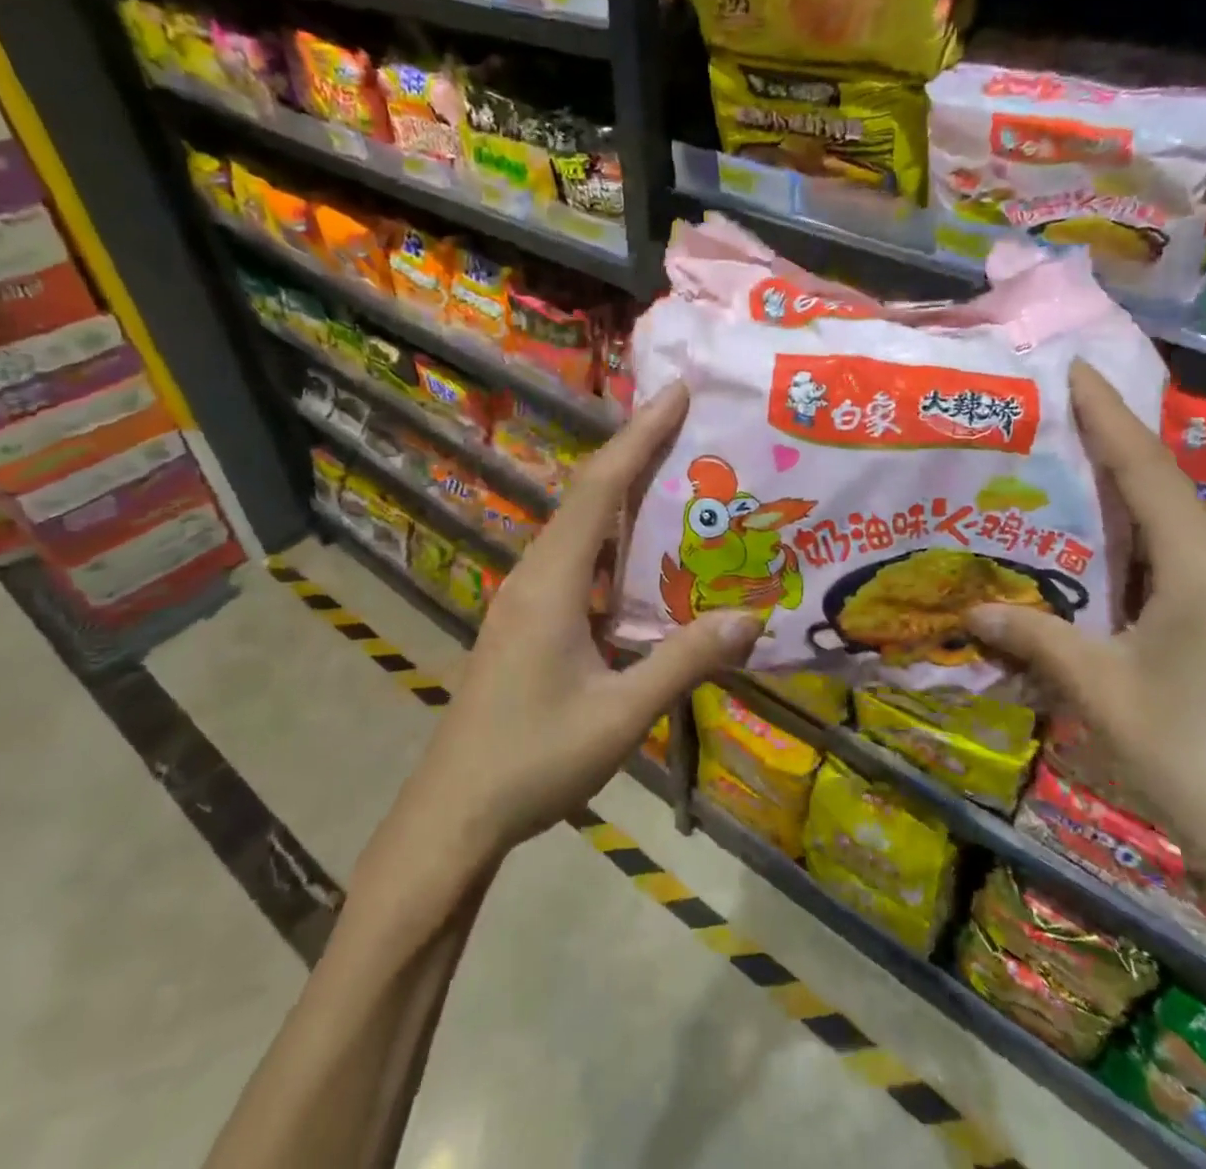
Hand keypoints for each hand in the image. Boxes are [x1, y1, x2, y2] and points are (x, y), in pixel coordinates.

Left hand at [361, 383, 762, 893]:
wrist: (454, 813)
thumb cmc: (534, 761)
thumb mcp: (620, 715)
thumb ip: (684, 662)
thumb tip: (751, 618)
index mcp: (553, 583)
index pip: (599, 489)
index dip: (639, 435)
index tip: (676, 392)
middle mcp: (535, 575)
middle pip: (589, 495)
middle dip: (637, 451)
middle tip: (689, 422)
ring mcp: (526, 598)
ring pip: (581, 527)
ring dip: (624, 494)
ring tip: (676, 474)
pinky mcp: (527, 621)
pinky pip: (577, 560)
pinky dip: (613, 540)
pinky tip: (644, 555)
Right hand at [966, 363, 1205, 919]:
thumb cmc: (1195, 761)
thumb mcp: (1100, 692)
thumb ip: (1034, 638)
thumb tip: (970, 609)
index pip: (1146, 467)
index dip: (1107, 414)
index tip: (1078, 368)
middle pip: (1164, 501)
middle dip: (1107, 470)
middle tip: (1049, 444)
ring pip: (1182, 546)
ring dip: (1126, 531)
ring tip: (1067, 516)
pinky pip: (1202, 583)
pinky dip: (1151, 572)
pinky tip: (1115, 591)